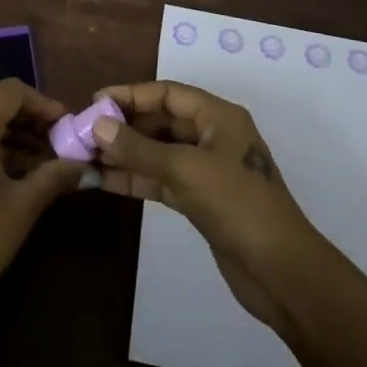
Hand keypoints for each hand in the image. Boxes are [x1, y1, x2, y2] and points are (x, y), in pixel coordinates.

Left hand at [0, 78, 82, 341]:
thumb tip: (83, 166)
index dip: (42, 104)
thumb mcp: (21, 208)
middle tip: (55, 142)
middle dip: (25, 117)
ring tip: (38, 160)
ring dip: (5, 130)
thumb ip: (53, 177)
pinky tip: (7, 168)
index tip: (66, 125)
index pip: (12, 91)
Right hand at [91, 80, 332, 330]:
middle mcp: (212, 136)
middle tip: (84, 133)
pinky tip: (105, 181)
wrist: (282, 273)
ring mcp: (207, 170)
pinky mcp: (201, 201)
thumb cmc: (238, 205)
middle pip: (161, 121)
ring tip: (86, 156)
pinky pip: (162, 180)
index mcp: (218, 116)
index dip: (129, 95)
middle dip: (124, 126)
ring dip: (126, 154)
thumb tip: (97, 125)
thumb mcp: (185, 170)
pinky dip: (136, 178)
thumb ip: (139, 148)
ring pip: (158, 152)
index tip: (93, 102)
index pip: (166, 93)